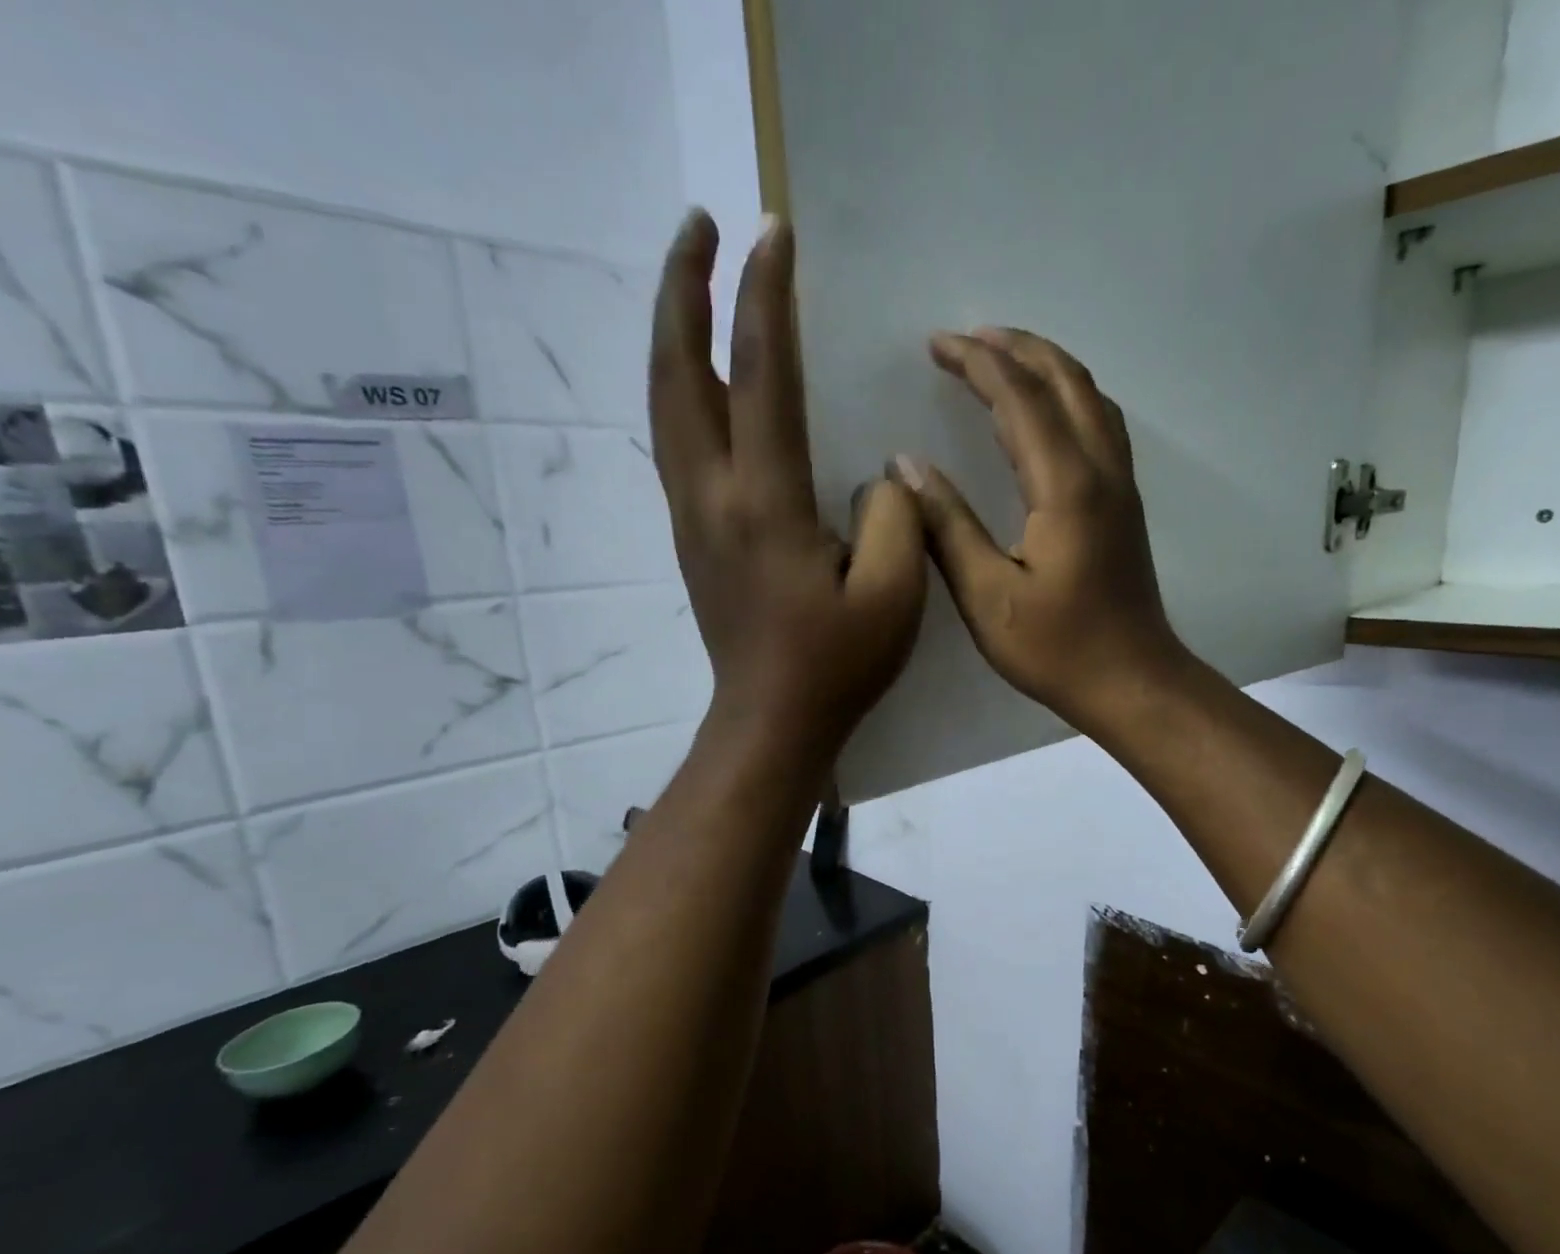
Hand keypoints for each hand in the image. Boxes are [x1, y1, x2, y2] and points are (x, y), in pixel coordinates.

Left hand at [649, 211, 925, 764]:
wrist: (771, 721)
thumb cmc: (837, 665)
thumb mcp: (893, 597)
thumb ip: (893, 518)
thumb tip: (874, 475)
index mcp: (766, 505)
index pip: (763, 376)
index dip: (767, 298)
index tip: (774, 231)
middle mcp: (712, 496)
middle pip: (679, 371)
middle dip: (684, 289)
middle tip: (699, 225)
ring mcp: (692, 515)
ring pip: (666, 403)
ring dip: (673, 332)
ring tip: (692, 281)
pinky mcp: (692, 535)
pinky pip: (674, 438)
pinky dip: (679, 384)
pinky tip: (700, 372)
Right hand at [899, 328, 1186, 732]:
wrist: (1132, 683)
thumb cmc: (1057, 649)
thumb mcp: (987, 596)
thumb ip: (947, 526)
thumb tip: (906, 466)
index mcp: (1065, 486)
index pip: (1019, 398)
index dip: (976, 363)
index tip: (935, 344)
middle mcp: (1101, 470)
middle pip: (1065, 380)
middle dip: (1014, 348)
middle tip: (966, 338)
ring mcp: (1121, 485)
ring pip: (1090, 397)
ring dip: (1047, 365)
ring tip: (1003, 358)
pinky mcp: (1125, 504)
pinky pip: (1101, 423)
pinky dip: (1070, 396)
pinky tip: (1049, 411)